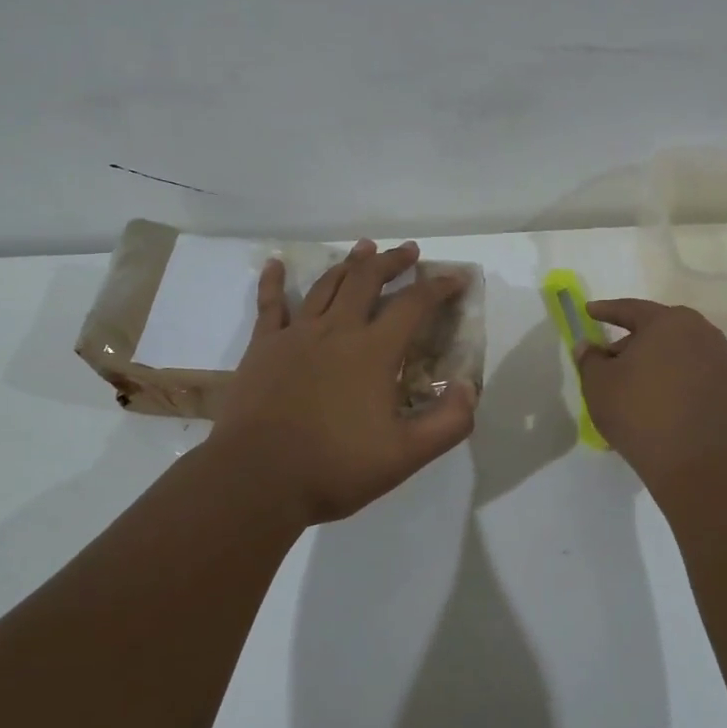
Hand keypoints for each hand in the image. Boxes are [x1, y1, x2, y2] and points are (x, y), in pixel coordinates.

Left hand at [210, 240, 478, 526]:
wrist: (258, 478)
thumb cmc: (335, 468)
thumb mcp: (405, 455)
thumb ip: (448, 422)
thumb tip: (468, 387)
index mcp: (373, 351)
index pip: (414, 305)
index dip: (439, 288)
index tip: (456, 278)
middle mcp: (337, 331)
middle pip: (367, 280)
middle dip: (391, 261)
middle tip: (408, 251)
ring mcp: (296, 335)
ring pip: (327, 285)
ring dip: (349, 263)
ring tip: (363, 248)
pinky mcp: (263, 347)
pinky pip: (270, 304)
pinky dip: (275, 280)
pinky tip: (276, 263)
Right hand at [577, 299, 726, 493]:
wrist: (704, 466)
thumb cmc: (642, 415)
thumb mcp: (599, 385)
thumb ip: (589, 359)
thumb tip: (588, 346)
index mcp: (669, 323)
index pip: (630, 309)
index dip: (606, 311)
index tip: (588, 312)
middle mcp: (702, 333)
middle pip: (658, 330)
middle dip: (631, 342)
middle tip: (609, 360)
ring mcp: (723, 362)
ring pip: (678, 354)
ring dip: (655, 364)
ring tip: (634, 389)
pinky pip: (695, 377)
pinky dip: (675, 383)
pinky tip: (660, 407)